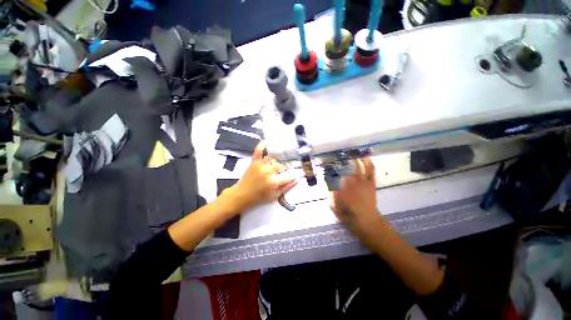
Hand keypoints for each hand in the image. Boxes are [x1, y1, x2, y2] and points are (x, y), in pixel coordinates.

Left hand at [224, 142, 297, 211]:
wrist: (241, 195)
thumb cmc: (259, 197)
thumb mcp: (274, 196)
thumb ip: (285, 188)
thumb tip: (296, 180)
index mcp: (273, 182)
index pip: (287, 177)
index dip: (293, 176)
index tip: (296, 175)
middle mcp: (268, 172)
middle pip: (280, 167)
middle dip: (284, 169)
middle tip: (284, 171)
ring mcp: (260, 166)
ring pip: (272, 160)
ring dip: (276, 162)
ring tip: (277, 164)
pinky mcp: (254, 163)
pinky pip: (258, 152)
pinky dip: (261, 146)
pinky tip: (265, 141)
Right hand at [330, 158, 383, 238]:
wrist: (367, 221)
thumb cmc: (348, 215)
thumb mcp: (334, 206)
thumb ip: (330, 193)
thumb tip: (328, 182)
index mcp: (340, 188)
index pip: (333, 174)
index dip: (329, 168)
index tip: (326, 165)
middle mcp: (350, 182)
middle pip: (344, 168)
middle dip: (339, 161)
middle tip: (336, 157)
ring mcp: (361, 181)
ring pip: (356, 166)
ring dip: (352, 159)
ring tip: (348, 154)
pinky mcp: (370, 183)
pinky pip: (370, 170)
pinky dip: (367, 162)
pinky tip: (364, 157)